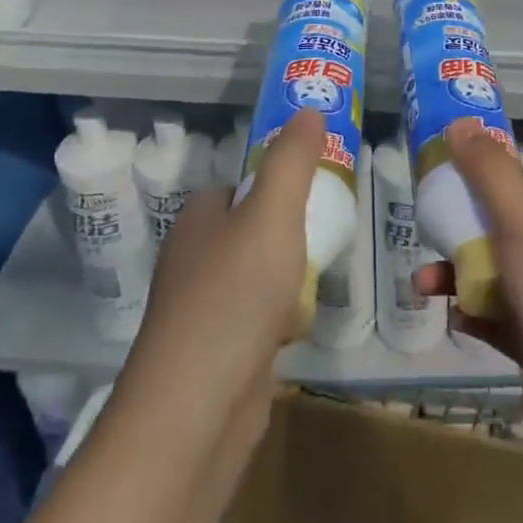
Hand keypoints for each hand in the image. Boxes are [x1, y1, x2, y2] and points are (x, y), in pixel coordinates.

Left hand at [115, 109, 323, 472]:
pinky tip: (299, 328)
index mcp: (198, 219)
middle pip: (252, 230)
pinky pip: (256, 319)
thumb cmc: (235, 296)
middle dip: (290, 234)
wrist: (195, 414)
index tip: (318, 191)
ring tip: (320, 278)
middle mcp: (193, 258)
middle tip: (329, 234)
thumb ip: (292, 161)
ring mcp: (202, 309)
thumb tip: (308, 108)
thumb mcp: (272, 214)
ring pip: (256, 276)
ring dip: (288, 278)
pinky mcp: (215, 354)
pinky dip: (279, 319)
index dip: (278, 184)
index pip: (239, 185)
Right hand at [415, 121, 522, 475]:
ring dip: (458, 277)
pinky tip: (453, 317)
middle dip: (460, 237)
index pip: (519, 198)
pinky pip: (498, 322)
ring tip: (422, 284)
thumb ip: (492, 174)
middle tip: (425, 237)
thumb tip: (459, 122)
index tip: (440, 190)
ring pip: (497, 281)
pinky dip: (474, 315)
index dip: (479, 190)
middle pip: (503, 239)